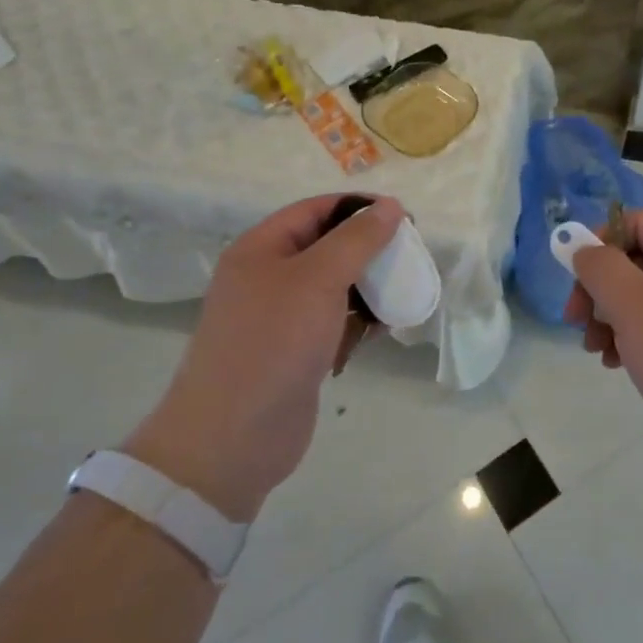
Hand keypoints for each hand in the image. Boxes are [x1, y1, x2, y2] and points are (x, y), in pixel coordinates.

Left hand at [124, 195, 403, 522]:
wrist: (233, 437)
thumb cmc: (274, 342)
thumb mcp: (318, 278)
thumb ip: (357, 239)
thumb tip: (390, 205)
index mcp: (260, 248)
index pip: (316, 210)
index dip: (359, 208)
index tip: (403, 217)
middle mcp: (267, 277)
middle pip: (327, 246)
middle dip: (369, 249)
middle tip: (409, 255)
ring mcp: (280, 317)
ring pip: (334, 286)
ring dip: (368, 286)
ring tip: (403, 292)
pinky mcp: (294, 352)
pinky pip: (333, 322)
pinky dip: (359, 321)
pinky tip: (384, 328)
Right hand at [568, 209, 642, 495]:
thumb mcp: (635, 307)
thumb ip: (601, 268)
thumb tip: (582, 247)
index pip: (640, 221)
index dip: (602, 238)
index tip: (576, 273)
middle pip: (637, 259)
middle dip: (600, 286)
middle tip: (575, 319)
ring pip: (642, 296)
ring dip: (609, 316)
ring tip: (594, 349)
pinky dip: (630, 338)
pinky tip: (616, 363)